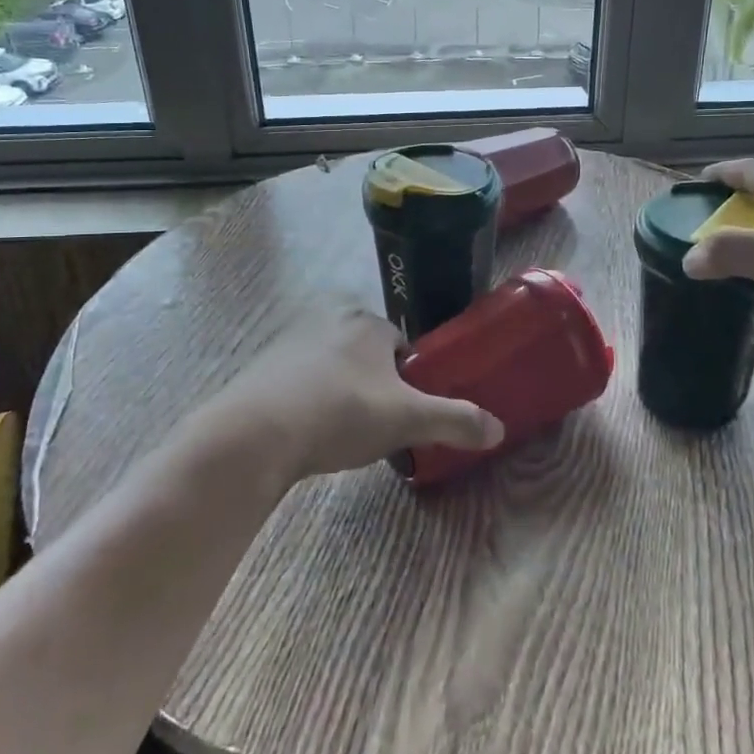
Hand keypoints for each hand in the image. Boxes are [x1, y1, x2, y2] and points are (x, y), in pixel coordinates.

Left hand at [204, 307, 503, 481]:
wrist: (255, 434)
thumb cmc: (341, 413)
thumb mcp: (407, 420)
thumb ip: (454, 421)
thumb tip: (499, 429)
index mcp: (367, 323)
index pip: (402, 346)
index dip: (408, 381)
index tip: (404, 413)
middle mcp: (329, 319)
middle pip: (367, 356)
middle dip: (374, 387)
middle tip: (374, 427)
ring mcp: (291, 341)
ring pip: (333, 368)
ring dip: (341, 394)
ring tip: (340, 434)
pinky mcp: (262, 366)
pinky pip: (300, 381)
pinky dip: (309, 402)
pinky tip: (306, 433)